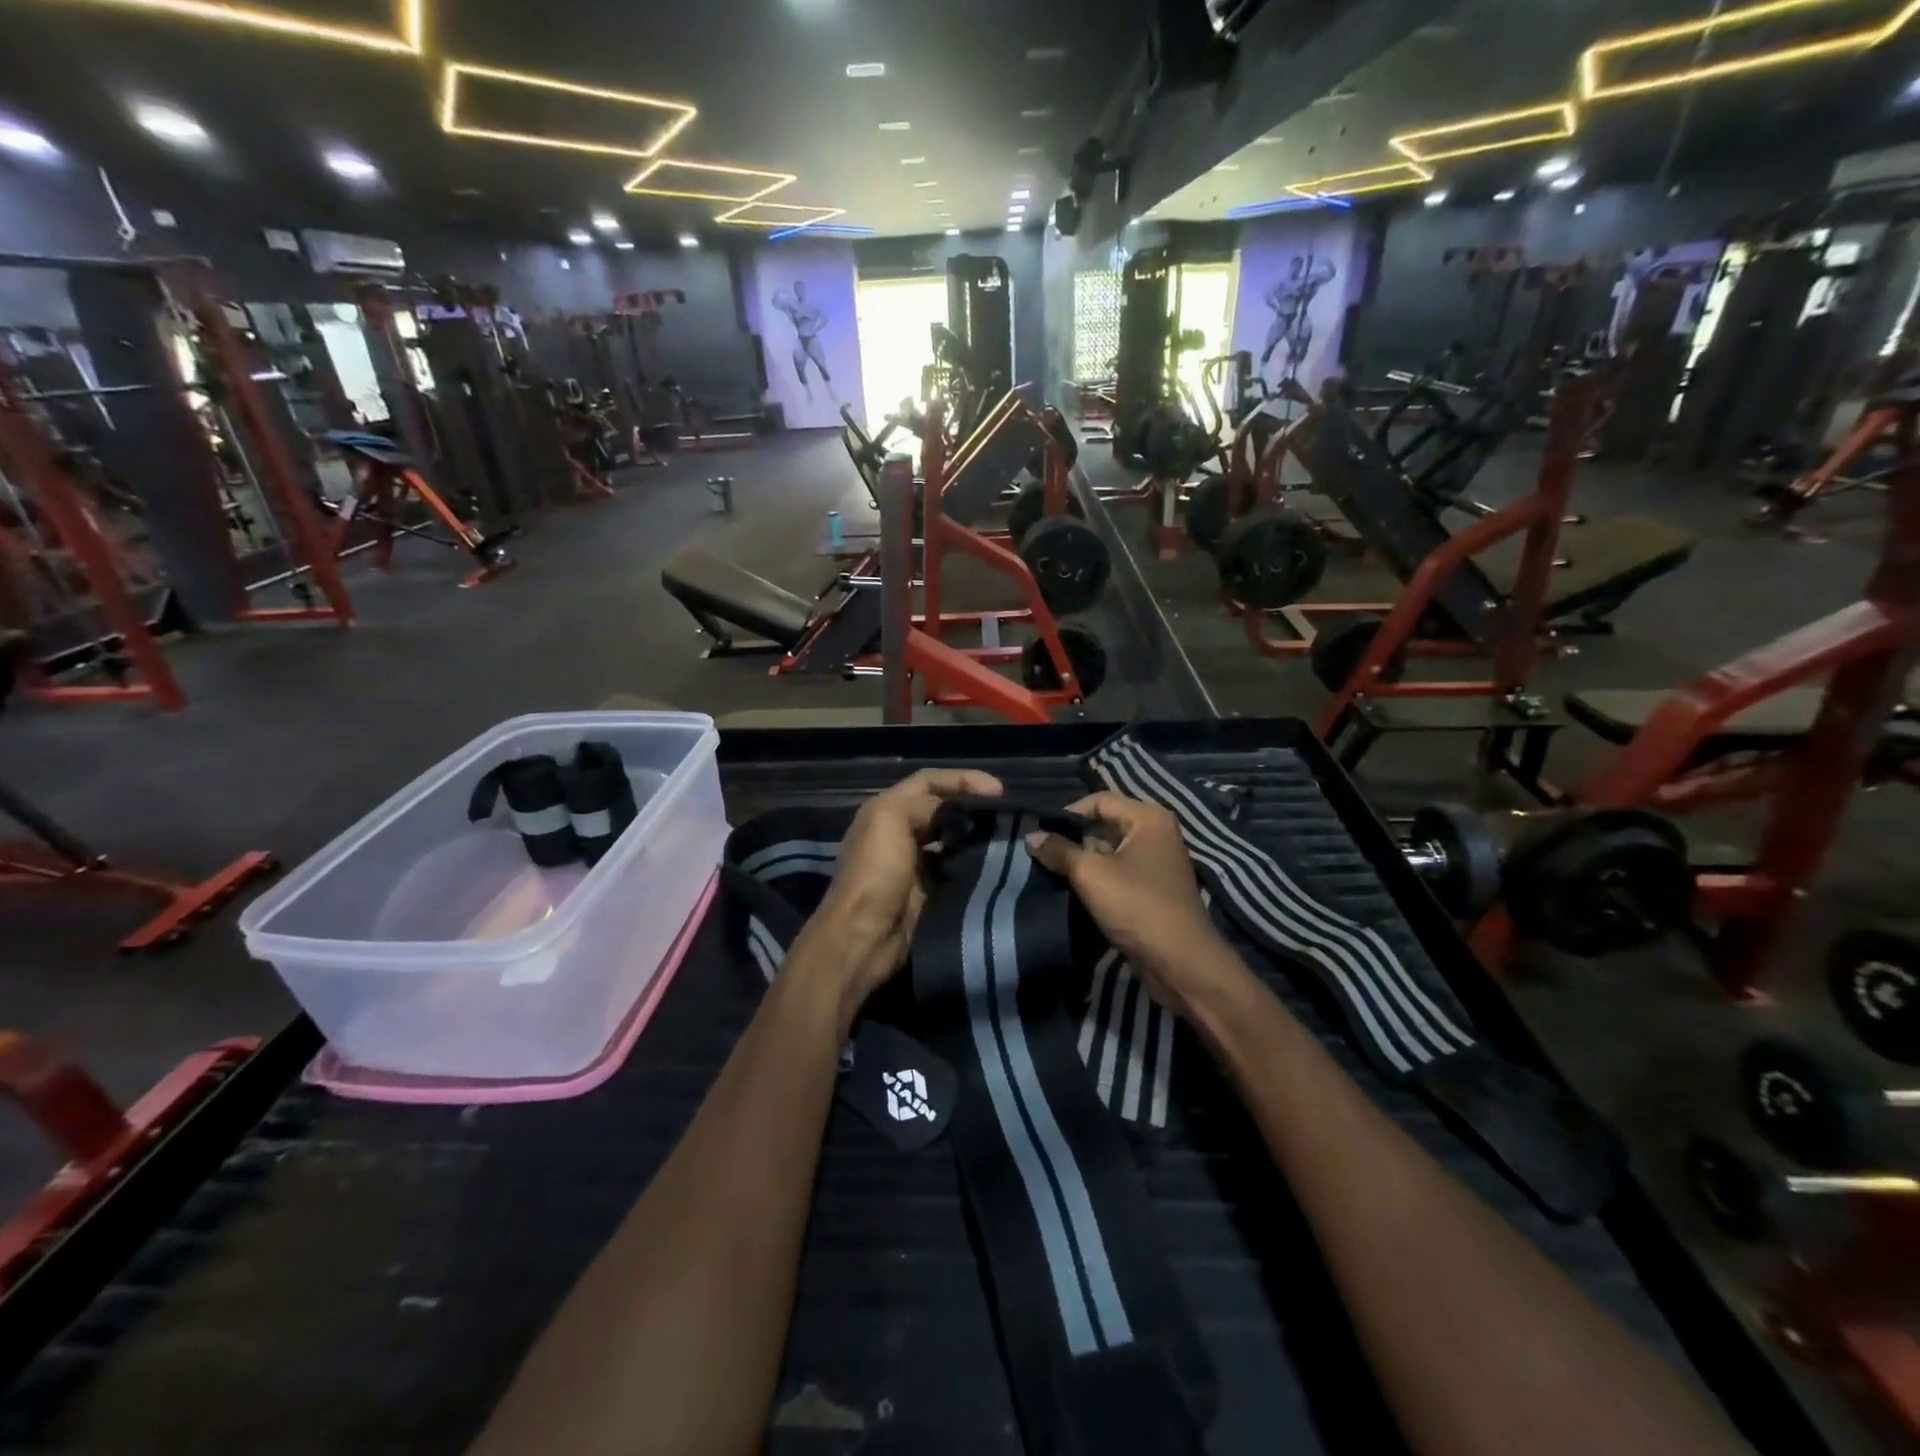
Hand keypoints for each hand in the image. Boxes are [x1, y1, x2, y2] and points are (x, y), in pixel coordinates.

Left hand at [801, 768, 1003, 1014]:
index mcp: (885, 810)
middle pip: (940, 808)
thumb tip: (953, 811)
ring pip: (950, 838)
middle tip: (1004, 813)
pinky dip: (972, 863)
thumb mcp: (890, 821)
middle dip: (970, 806)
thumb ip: (922, 804)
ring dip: (974, 835)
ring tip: (1004, 835)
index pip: (928, 781)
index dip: (962, 778)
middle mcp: (898, 832)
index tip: (997, 789)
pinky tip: (992, 863)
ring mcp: (912, 863)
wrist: (864, 937)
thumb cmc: (875, 873)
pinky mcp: (926, 891)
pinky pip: (954, 868)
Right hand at [1025, 793, 1238, 1019]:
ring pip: (1110, 850)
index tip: (1041, 832)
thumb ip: (1059, 851)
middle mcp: (1156, 833)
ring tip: (1052, 871)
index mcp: (1148, 818)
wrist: (1180, 963)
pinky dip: (1097, 878)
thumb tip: (1031, 836)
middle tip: (1043, 853)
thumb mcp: (1091, 874)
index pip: (1099, 801)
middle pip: (1105, 824)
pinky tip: (1073, 889)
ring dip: (1083, 860)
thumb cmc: (1137, 906)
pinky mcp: (1152, 888)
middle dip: (1074, 838)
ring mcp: (1156, 862)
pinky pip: (1118, 872)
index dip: (1068, 813)